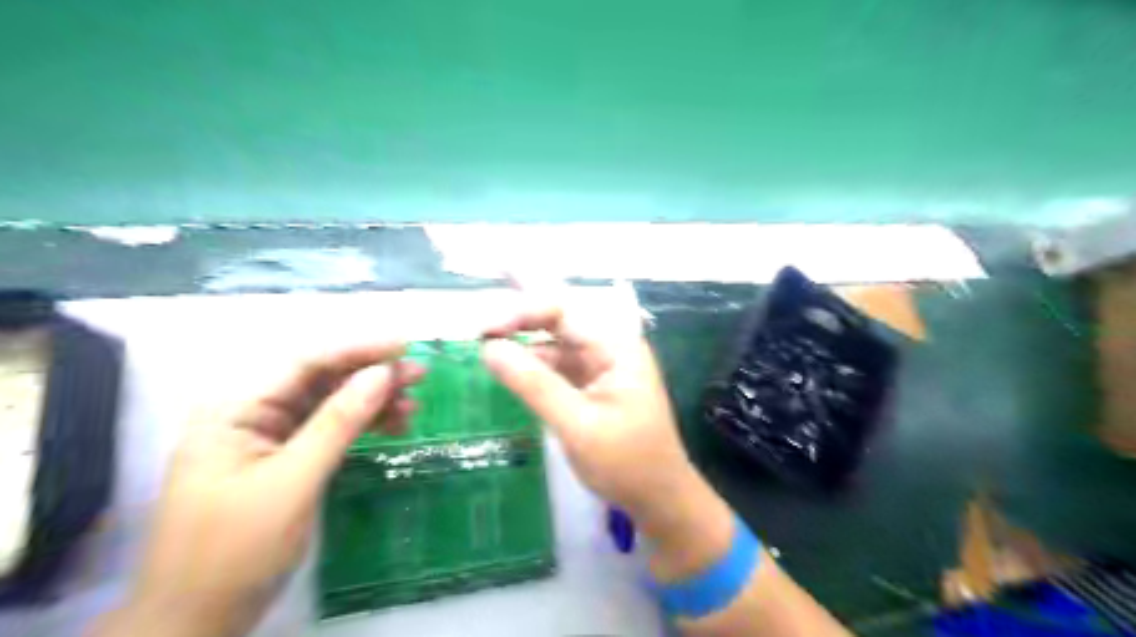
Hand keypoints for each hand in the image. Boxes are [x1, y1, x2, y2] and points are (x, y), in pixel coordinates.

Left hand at [92, 344, 421, 636]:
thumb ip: (338, 423)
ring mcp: (269, 438)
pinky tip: (394, 425)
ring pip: (330, 404)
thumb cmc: (235, 550)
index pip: (304, 363)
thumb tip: (381, 373)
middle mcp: (252, 414)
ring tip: (414, 403)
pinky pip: (330, 430)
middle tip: (419, 374)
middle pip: (321, 381)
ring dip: (373, 401)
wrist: (198, 620)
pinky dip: (363, 426)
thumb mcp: (293, 482)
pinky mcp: (286, 460)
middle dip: (371, 375)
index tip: (404, 346)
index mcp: (237, 410)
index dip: (357, 350)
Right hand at [475, 283, 726, 577]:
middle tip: (482, 323)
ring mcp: (602, 366)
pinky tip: (510, 370)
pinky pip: (559, 366)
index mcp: (616, 347)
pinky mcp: (593, 385)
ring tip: (487, 347)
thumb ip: (533, 384)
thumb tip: (489, 348)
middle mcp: (610, 347)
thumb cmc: (626, 463)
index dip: (522, 312)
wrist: (660, 499)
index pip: (564, 310)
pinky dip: (534, 367)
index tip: (484, 331)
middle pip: (560, 319)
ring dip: (524, 343)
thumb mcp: (577, 425)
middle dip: (522, 317)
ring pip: (556, 342)